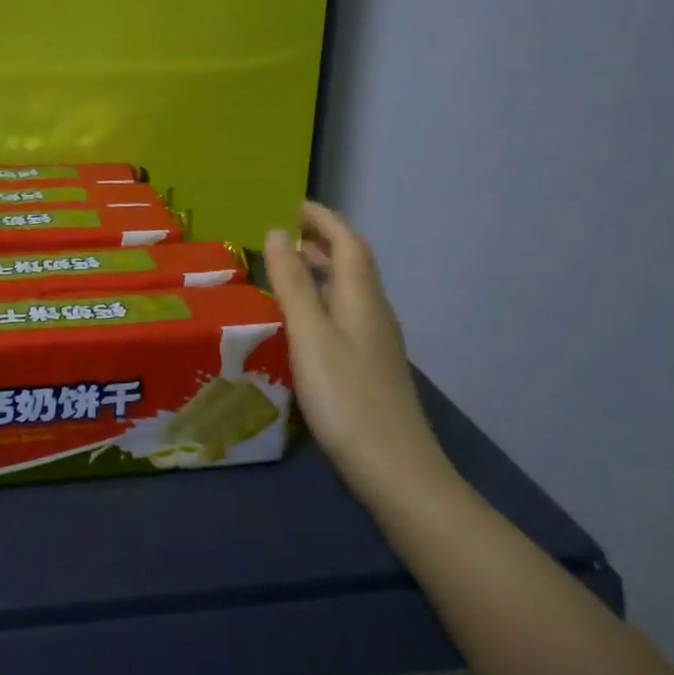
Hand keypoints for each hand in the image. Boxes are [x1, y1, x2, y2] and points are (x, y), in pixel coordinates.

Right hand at [264, 201, 457, 505]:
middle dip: (325, 241)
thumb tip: (278, 232)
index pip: (348, 243)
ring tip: (292, 270)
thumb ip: (293, 283)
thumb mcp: (310, 335)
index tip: (295, 205)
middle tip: (288, 234)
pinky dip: (326, 301)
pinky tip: (307, 323)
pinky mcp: (373, 368)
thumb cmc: (345, 397)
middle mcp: (375, 313)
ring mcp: (378, 343)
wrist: (395, 470)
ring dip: (326, 271)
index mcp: (361, 298)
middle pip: (355, 264)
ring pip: (352, 291)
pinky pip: (348, 316)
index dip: (324, 219)